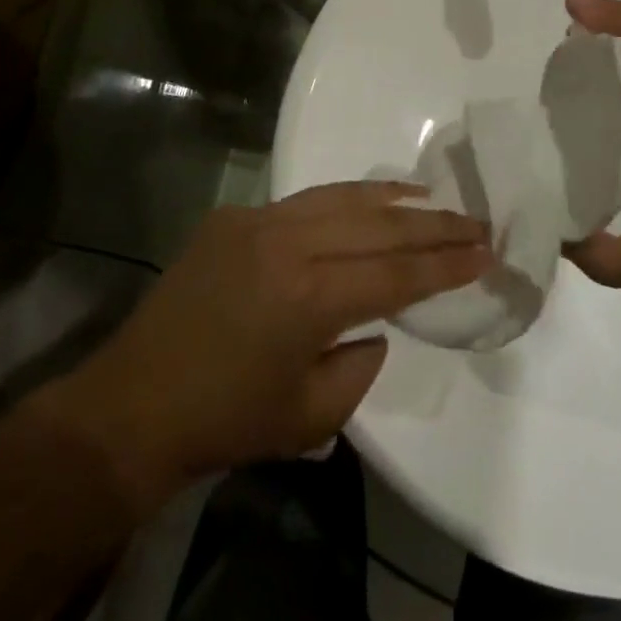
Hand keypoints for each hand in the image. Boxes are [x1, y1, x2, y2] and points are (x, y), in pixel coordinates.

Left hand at [38, 183, 489, 510]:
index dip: (447, 264)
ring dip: (393, 199)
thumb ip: (362, 363)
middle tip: (477, 221)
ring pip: (343, 198)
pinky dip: (344, 200)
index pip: (398, 273)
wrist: (132, 404)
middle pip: (379, 226)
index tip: (487, 252)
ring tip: (433, 197)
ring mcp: (259, 222)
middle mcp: (289, 244)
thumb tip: (375, 323)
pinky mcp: (236, 216)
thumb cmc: (226, 422)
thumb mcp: (312, 415)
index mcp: (310, 298)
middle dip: (435, 226)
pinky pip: (304, 201)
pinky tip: (366, 201)